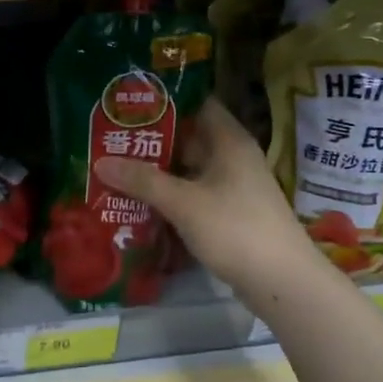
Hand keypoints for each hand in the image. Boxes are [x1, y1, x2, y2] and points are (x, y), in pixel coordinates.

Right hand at [95, 98, 316, 298]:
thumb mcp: (183, 202)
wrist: (282, 281)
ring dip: (159, 171)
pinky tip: (141, 202)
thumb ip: (143, 181)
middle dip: (153, 140)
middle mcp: (233, 157)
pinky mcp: (230, 213)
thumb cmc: (235, 229)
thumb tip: (100, 161)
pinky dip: (171, 195)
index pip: (197, 103)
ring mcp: (233, 187)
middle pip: (189, 138)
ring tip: (117, 167)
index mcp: (229, 141)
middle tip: (112, 137)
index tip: (130, 103)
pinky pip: (194, 194)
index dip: (166, 100)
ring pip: (189, 169)